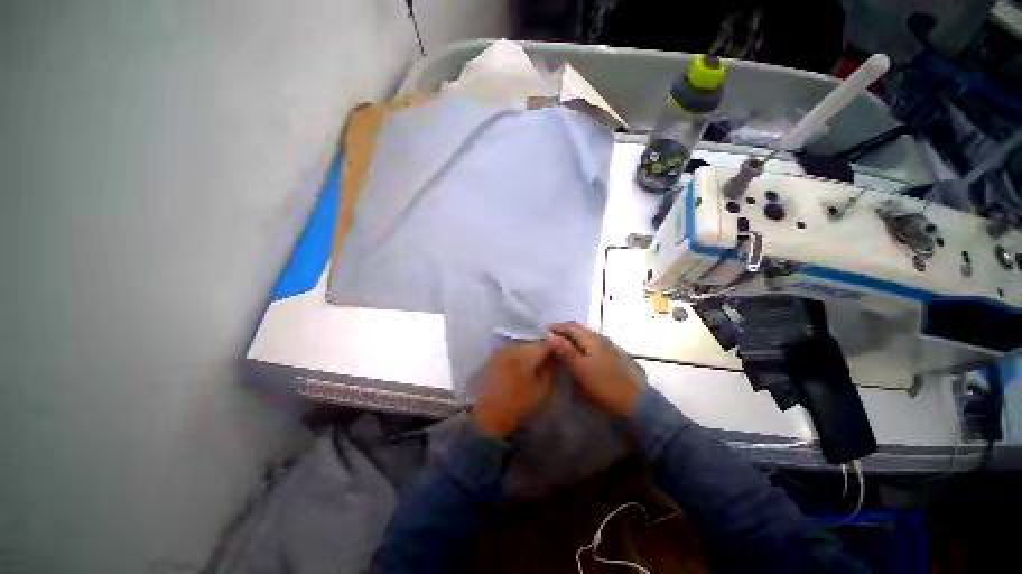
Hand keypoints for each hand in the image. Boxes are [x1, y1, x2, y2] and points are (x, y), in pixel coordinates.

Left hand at [471, 343, 556, 436]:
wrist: (481, 416)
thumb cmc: (516, 405)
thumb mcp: (541, 391)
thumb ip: (550, 371)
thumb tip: (554, 358)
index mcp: (526, 353)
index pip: (547, 343)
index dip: (556, 349)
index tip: (561, 357)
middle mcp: (512, 346)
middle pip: (533, 344)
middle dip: (542, 351)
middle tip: (549, 363)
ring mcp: (500, 351)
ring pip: (521, 348)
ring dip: (529, 355)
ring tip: (534, 368)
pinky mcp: (491, 359)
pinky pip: (510, 353)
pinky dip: (517, 359)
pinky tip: (519, 371)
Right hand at [545, 322, 640, 416]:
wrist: (634, 403)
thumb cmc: (603, 385)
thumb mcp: (580, 368)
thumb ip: (565, 350)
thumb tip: (549, 334)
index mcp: (593, 339)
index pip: (571, 326)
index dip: (557, 327)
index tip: (543, 331)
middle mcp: (601, 339)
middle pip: (579, 330)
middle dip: (564, 331)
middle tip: (550, 338)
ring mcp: (607, 348)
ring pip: (585, 337)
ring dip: (571, 338)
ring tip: (560, 345)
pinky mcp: (610, 358)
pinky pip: (590, 345)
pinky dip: (579, 346)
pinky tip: (576, 354)